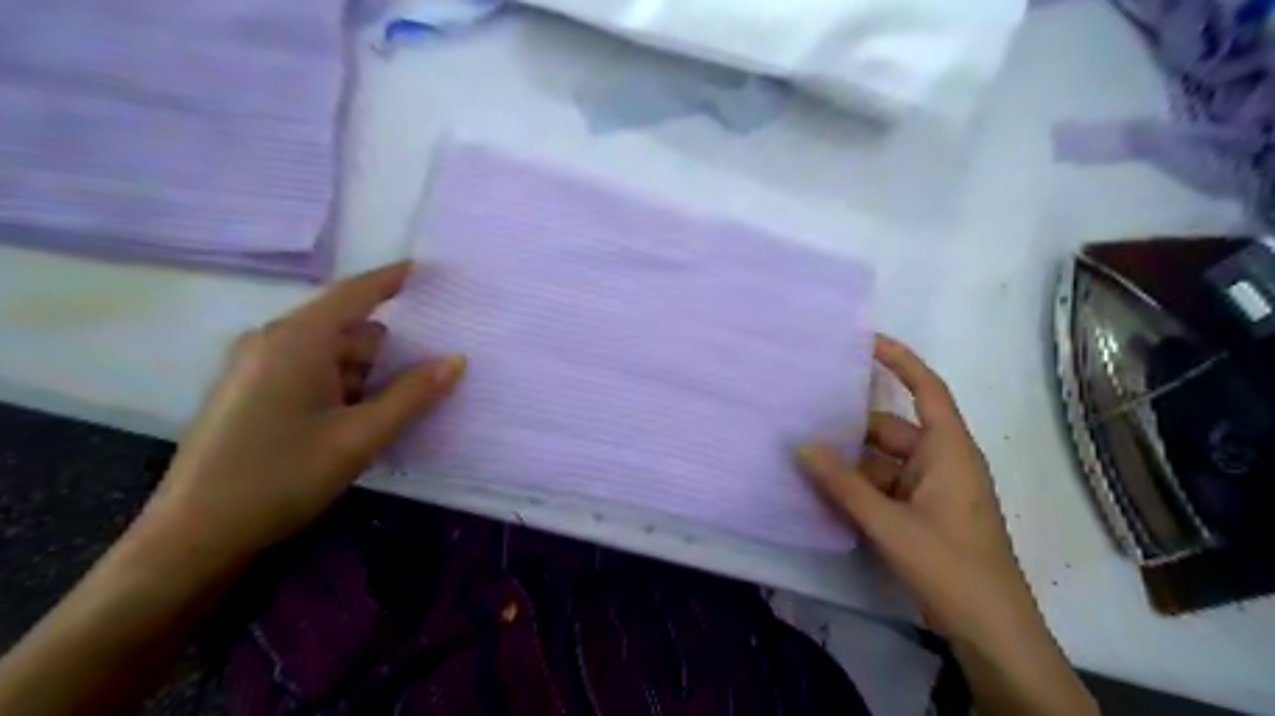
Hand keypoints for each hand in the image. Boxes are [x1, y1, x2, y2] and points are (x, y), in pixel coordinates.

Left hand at [140, 261, 465, 569]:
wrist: (194, 535)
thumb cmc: (282, 476)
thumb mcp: (361, 436)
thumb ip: (413, 394)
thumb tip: (456, 359)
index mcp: (297, 340)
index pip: (355, 293)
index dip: (392, 279)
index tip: (426, 269)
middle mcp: (273, 341)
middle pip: (349, 328)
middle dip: (389, 349)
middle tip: (429, 373)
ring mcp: (257, 366)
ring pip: (332, 354)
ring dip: (367, 375)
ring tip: (397, 409)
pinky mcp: (251, 391)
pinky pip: (311, 372)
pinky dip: (343, 386)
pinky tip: (358, 421)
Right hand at [799, 335, 1038, 642]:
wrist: (991, 630)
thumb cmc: (951, 567)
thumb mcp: (890, 524)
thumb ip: (843, 484)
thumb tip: (802, 446)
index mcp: (948, 450)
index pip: (927, 389)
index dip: (900, 360)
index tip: (865, 341)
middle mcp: (941, 460)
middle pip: (891, 428)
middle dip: (851, 426)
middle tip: (805, 417)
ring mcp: (932, 488)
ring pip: (882, 460)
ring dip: (849, 462)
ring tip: (805, 456)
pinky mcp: (923, 512)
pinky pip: (884, 485)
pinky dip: (857, 486)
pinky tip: (825, 491)